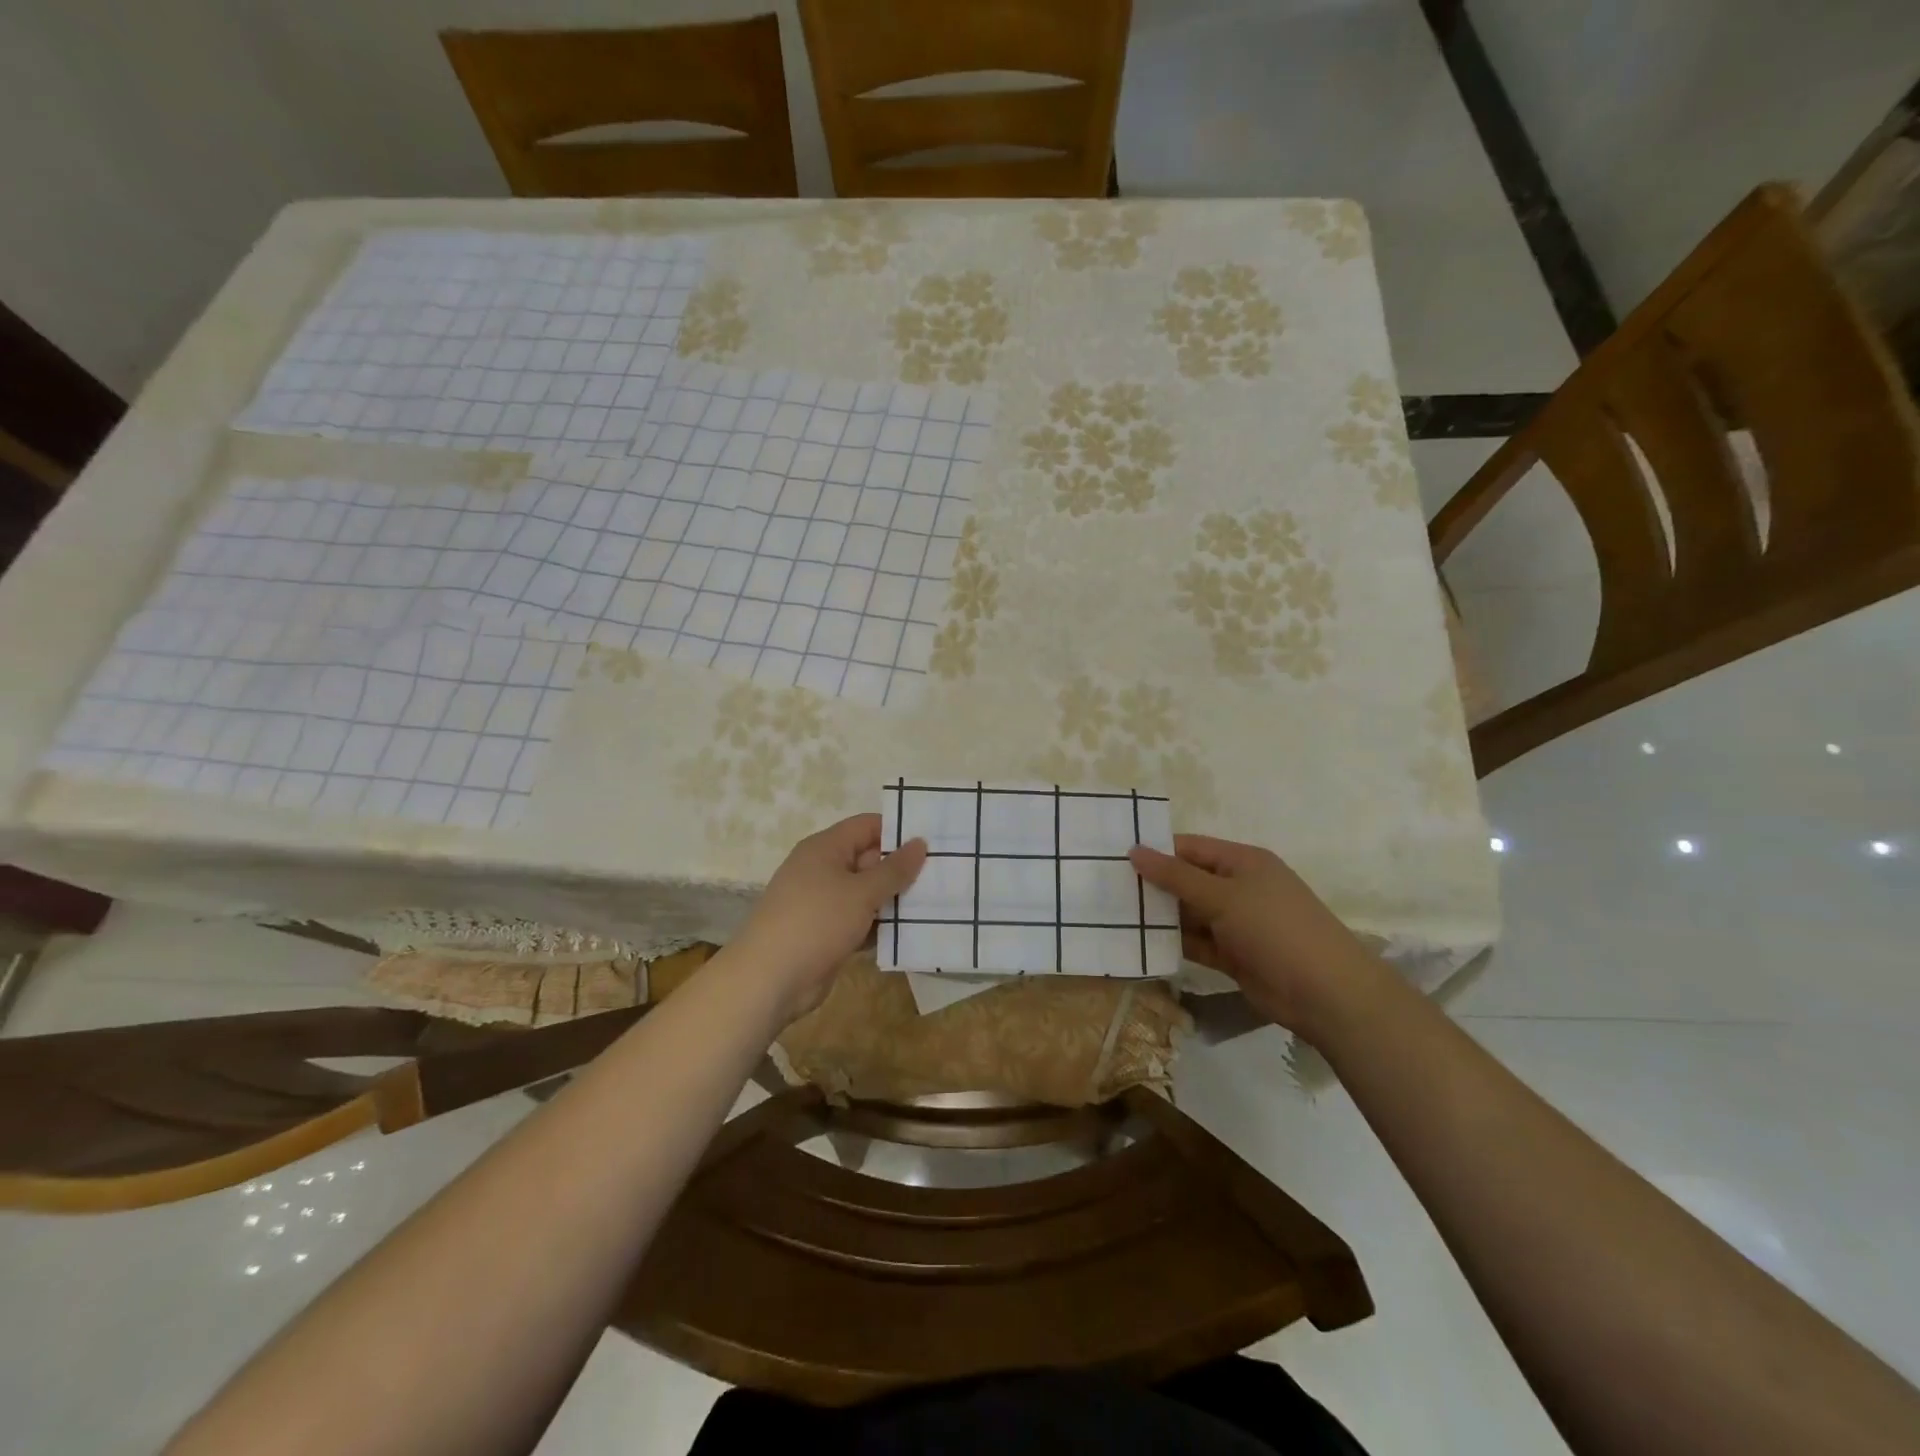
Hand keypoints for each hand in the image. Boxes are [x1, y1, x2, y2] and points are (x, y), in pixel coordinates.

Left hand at [734, 813, 926, 1022]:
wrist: (769, 980)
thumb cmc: (816, 922)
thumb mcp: (861, 892)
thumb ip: (894, 869)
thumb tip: (920, 842)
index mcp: (825, 848)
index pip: (867, 826)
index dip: (898, 831)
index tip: (933, 841)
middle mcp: (822, 869)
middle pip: (869, 859)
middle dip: (902, 869)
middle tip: (943, 875)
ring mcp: (823, 903)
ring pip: (866, 893)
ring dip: (894, 900)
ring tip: (936, 904)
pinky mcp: (826, 933)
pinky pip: (860, 920)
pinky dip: (880, 925)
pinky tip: (910, 933)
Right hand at [1129, 834, 1387, 1040]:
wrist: (1326, 994)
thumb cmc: (1275, 929)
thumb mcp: (1223, 896)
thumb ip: (1176, 876)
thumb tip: (1135, 850)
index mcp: (1243, 862)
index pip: (1190, 848)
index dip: (1156, 851)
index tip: (1115, 858)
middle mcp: (1239, 888)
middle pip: (1187, 880)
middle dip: (1153, 885)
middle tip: (1106, 888)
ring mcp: (1237, 923)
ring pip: (1190, 913)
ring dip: (1160, 916)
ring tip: (1114, 916)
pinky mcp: (1234, 955)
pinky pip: (1197, 943)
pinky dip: (1174, 943)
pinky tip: (1140, 944)